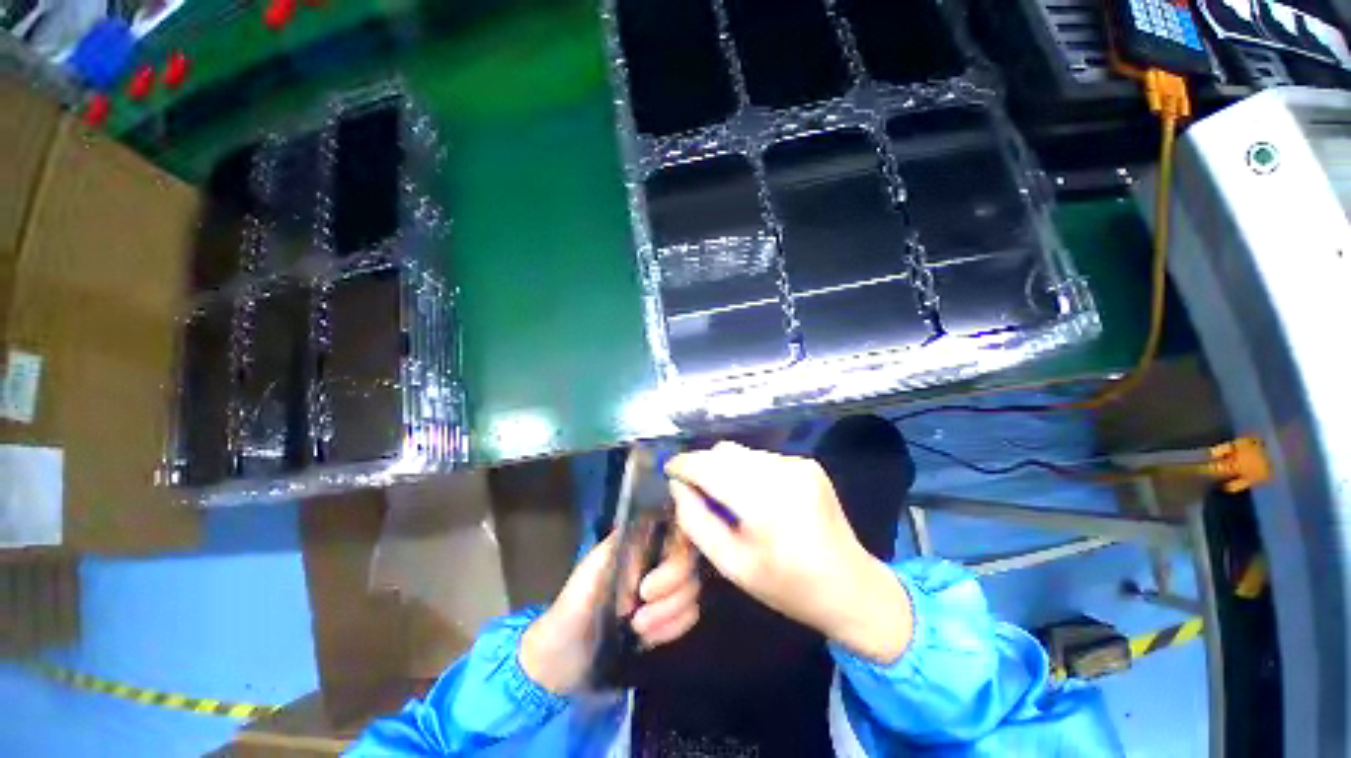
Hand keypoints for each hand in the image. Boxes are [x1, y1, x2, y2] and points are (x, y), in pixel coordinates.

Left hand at [520, 530, 700, 694]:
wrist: (565, 658)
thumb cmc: (574, 606)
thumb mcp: (591, 573)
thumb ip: (623, 554)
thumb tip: (654, 557)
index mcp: (639, 539)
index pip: (676, 531)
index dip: (673, 560)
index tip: (647, 589)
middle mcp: (658, 555)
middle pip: (689, 563)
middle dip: (668, 596)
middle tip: (637, 619)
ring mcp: (667, 584)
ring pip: (692, 589)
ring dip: (668, 615)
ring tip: (638, 629)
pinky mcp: (671, 612)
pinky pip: (691, 614)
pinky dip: (673, 628)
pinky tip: (650, 638)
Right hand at [667, 442, 911, 663]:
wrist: (851, 586)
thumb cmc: (787, 586)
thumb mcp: (732, 565)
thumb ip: (697, 522)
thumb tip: (678, 486)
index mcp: (764, 503)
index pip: (709, 468)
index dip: (684, 465)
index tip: (668, 470)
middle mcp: (782, 473)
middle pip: (724, 453)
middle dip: (703, 466)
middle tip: (694, 490)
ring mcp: (798, 464)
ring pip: (741, 453)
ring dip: (725, 468)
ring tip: (726, 497)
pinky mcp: (807, 463)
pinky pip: (761, 458)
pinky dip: (747, 470)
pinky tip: (754, 496)